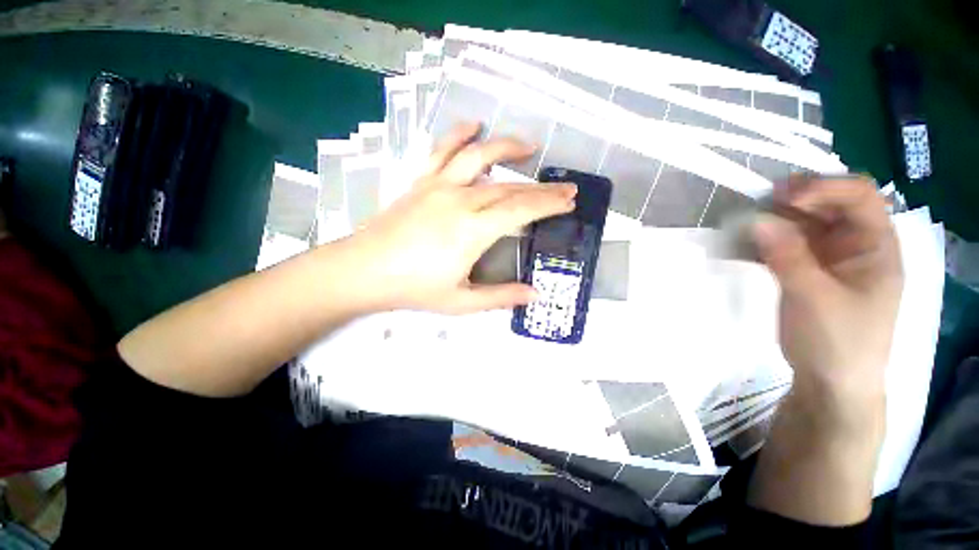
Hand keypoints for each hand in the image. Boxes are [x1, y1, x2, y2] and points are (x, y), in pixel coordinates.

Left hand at [341, 122, 576, 313]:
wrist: (364, 271)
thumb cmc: (414, 289)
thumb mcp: (461, 302)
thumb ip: (501, 297)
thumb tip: (534, 295)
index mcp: (473, 231)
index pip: (522, 210)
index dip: (548, 204)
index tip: (569, 200)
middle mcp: (460, 201)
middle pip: (509, 187)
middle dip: (541, 187)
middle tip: (564, 187)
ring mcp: (439, 186)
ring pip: (480, 158)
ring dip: (508, 148)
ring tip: (529, 146)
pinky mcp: (421, 181)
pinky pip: (442, 150)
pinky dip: (459, 134)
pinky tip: (474, 126)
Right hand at [753, 176, 902, 404]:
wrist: (831, 382)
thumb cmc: (838, 342)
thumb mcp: (815, 298)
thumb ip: (788, 256)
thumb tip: (756, 220)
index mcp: (876, 247)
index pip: (858, 196)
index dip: (823, 187)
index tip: (781, 196)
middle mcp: (856, 245)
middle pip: (829, 206)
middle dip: (794, 200)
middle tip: (757, 205)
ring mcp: (830, 259)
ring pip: (804, 225)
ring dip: (775, 220)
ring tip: (745, 225)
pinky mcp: (808, 271)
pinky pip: (787, 245)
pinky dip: (767, 240)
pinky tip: (746, 244)